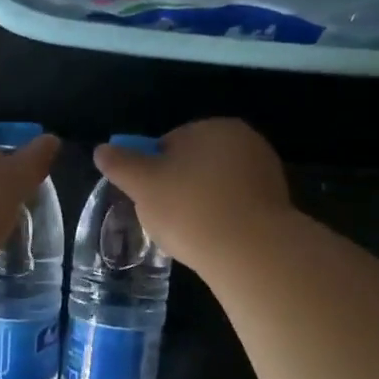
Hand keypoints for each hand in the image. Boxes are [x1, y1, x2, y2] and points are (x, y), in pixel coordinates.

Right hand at [93, 119, 292, 267]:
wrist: (252, 251)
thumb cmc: (190, 209)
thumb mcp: (143, 185)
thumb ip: (120, 164)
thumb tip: (101, 149)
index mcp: (212, 126)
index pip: (168, 143)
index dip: (152, 171)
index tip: (148, 198)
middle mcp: (244, 140)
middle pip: (194, 164)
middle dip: (178, 187)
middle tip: (165, 219)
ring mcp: (265, 171)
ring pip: (216, 187)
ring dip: (200, 205)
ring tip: (189, 234)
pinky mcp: (277, 203)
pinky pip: (236, 207)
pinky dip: (222, 220)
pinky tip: (213, 240)